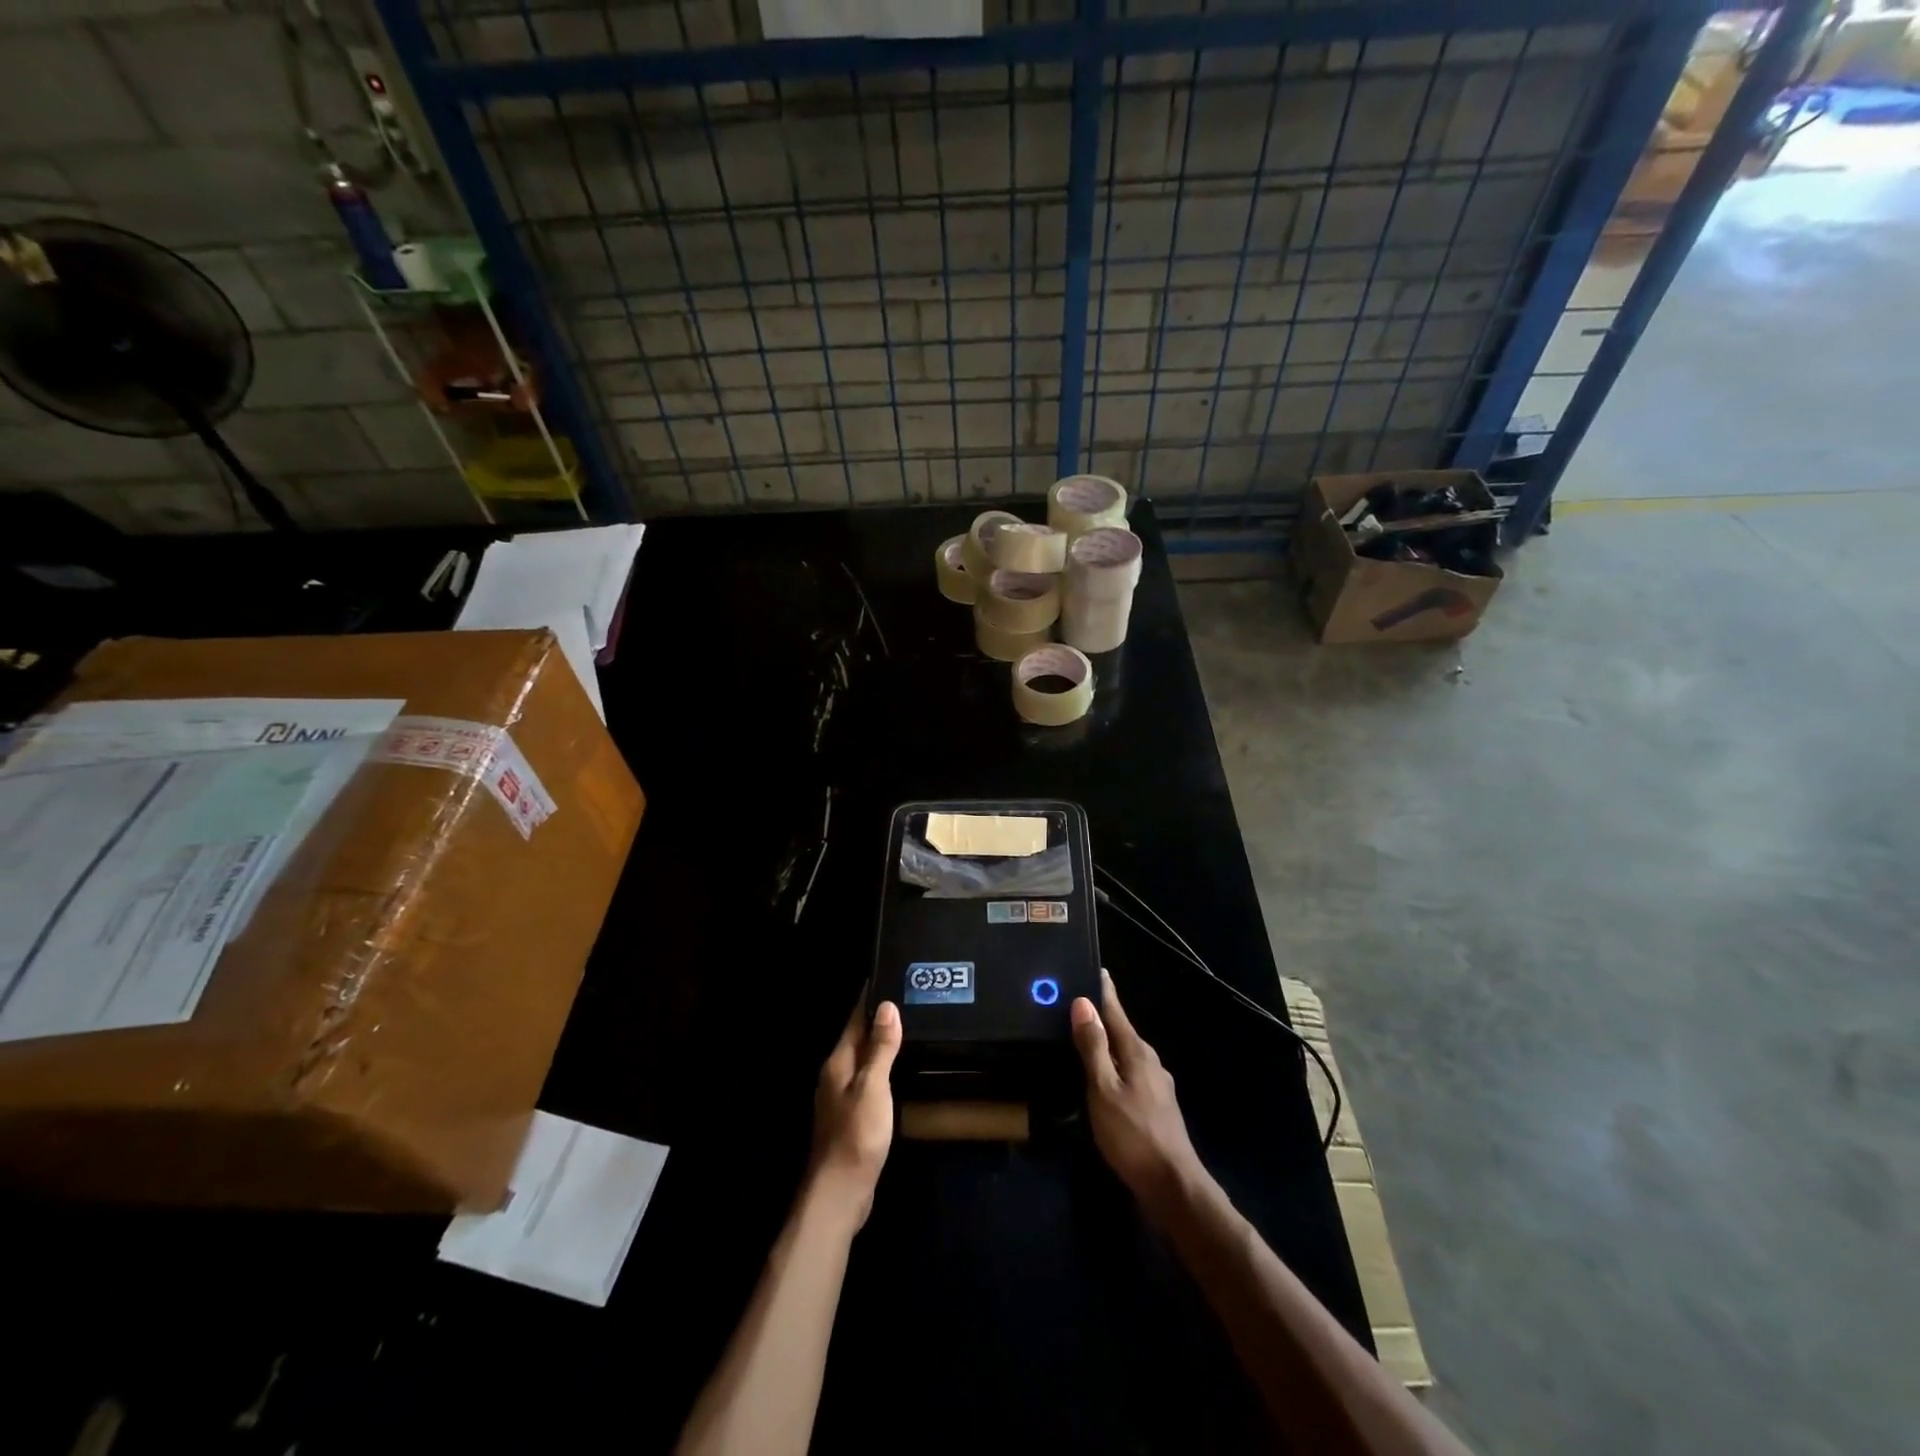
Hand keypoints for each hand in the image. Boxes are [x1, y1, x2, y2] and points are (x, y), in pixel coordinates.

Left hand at [807, 998, 901, 1227]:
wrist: (840, 1192)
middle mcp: (836, 1075)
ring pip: (863, 1060)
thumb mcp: (873, 1086)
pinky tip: (899, 1070)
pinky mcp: (852, 1118)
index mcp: (838, 1062)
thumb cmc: (856, 1134)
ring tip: (910, 1028)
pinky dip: (883, 1069)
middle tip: (909, 999)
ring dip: (881, 1045)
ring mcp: (842, 1098)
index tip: (890, 976)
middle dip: (879, 1019)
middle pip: (858, 1038)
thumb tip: (886, 1006)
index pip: (855, 1019)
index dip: (871, 999)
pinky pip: (868, 1081)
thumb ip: (880, 1048)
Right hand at [1072, 970, 1202, 1218]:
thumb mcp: (1103, 1089)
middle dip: (1102, 1018)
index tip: (1095, 969)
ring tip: (1084, 1040)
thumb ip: (1093, 1047)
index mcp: (1137, 1052)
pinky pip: (1129, 1075)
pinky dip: (1113, 1068)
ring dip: (1107, 1045)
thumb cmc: (1133, 1134)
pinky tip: (1102, 1080)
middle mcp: (1150, 1062)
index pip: (1116, 1012)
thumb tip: (1083, 1002)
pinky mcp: (1156, 1108)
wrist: (1173, 1187)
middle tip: (1076, 1005)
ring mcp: (1157, 1086)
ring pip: (1126, 1055)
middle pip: (1122, 1031)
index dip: (1103, 991)